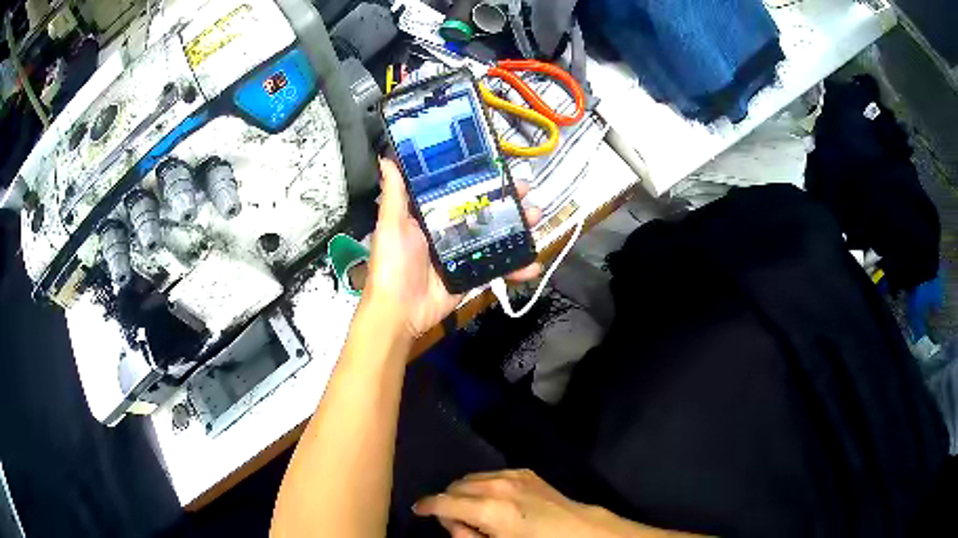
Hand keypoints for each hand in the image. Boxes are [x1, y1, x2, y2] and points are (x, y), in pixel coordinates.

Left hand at [363, 159, 542, 340]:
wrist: (399, 311)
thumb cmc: (393, 265)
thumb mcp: (391, 225)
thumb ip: (394, 194)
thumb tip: (386, 157)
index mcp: (430, 216)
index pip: (459, 191)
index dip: (479, 179)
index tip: (499, 168)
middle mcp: (448, 231)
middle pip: (483, 211)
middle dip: (507, 201)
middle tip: (526, 191)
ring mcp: (463, 254)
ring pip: (495, 236)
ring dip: (518, 228)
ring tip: (536, 218)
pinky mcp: (472, 275)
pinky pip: (497, 268)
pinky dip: (516, 267)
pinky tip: (533, 264)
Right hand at [414, 470, 691, 537]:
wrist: (580, 531)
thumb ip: (467, 536)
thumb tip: (453, 523)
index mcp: (490, 509)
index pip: (444, 501)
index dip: (427, 506)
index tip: (418, 510)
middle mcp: (498, 485)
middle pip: (455, 486)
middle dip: (449, 502)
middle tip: (459, 522)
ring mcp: (513, 475)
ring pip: (471, 477)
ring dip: (465, 492)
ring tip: (476, 512)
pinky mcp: (525, 472)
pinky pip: (490, 474)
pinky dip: (483, 485)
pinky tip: (494, 501)